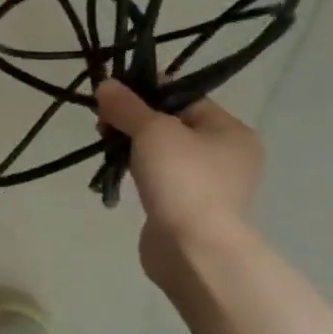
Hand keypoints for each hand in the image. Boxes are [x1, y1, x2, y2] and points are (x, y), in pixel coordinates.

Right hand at [94, 80, 261, 276]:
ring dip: (133, 146)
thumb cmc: (182, 180)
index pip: (185, 98)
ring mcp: (209, 184)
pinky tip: (117, 172)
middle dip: (134, 120)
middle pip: (172, 124)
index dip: (147, 92)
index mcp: (231, 131)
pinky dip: (138, 171)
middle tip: (102, 122)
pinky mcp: (188, 207)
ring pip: (163, 152)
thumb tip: (105, 84)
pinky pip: (160, 178)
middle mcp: (227, 155)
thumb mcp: (152, 131)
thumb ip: (128, 106)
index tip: (112, 94)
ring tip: (105, 147)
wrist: (193, 249)